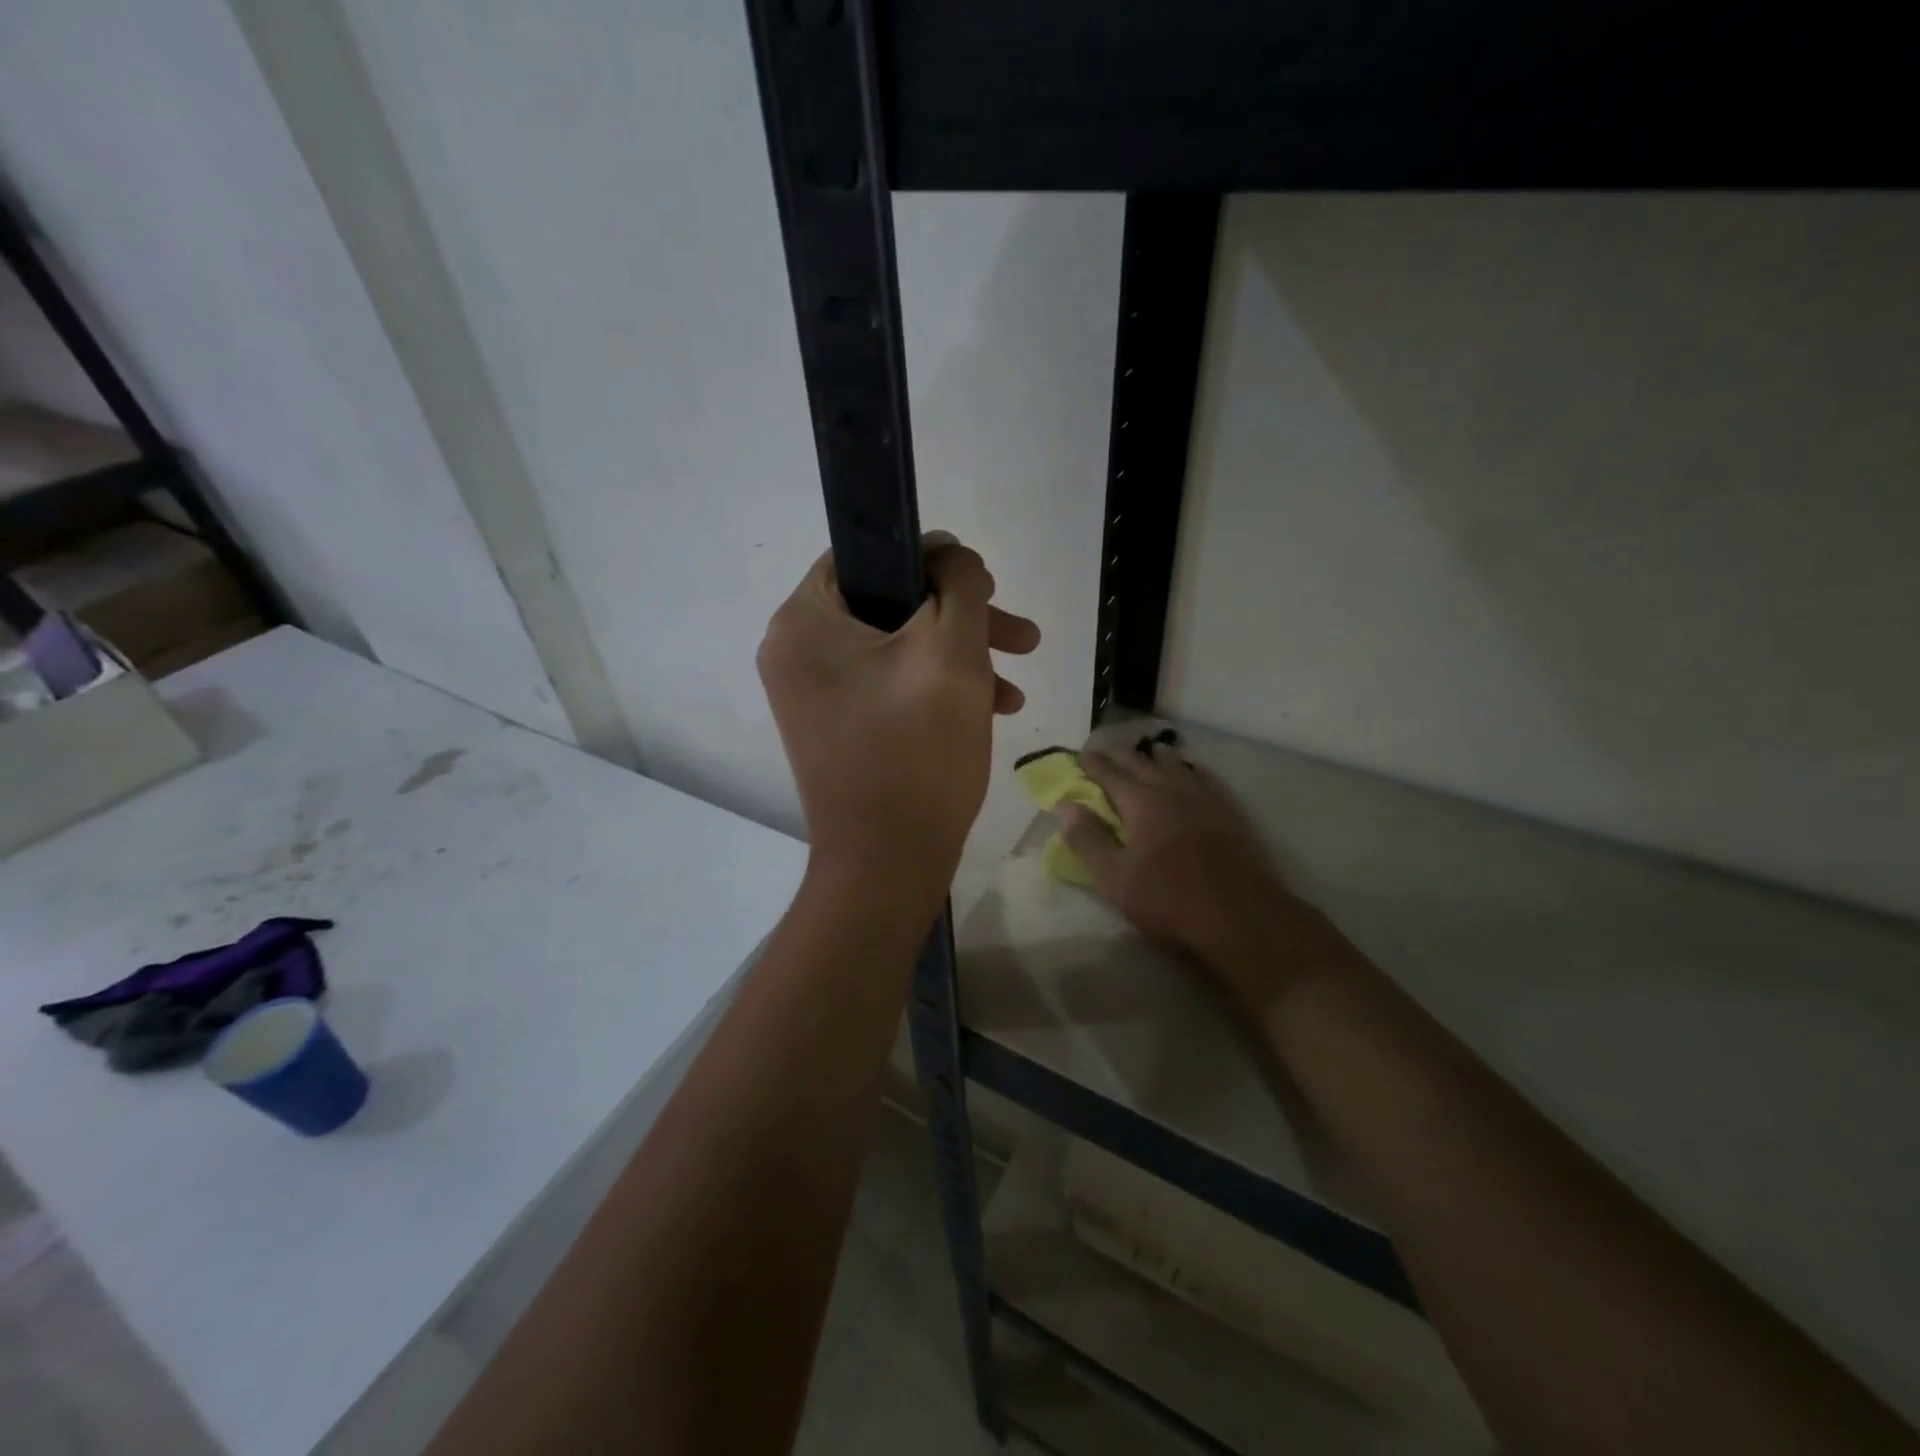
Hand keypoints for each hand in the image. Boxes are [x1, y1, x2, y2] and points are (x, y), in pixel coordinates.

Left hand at [758, 536, 1039, 913]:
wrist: (888, 865)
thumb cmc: (917, 754)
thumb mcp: (952, 654)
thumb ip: (959, 586)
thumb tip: (952, 556)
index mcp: (803, 622)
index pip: (867, 556)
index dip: (931, 560)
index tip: (983, 584)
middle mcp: (795, 652)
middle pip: (889, 606)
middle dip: (963, 619)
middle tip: (1021, 635)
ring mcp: (814, 694)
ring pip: (897, 648)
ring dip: (960, 657)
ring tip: (1018, 682)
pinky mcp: (836, 726)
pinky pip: (889, 686)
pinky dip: (936, 688)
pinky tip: (992, 709)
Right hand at [1059, 741, 1356, 1004]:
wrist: (1242, 917)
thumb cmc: (1169, 899)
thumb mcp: (1115, 877)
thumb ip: (1087, 839)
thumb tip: (1064, 805)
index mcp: (1142, 802)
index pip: (1110, 773)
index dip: (1092, 763)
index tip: (1080, 754)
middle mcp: (1173, 789)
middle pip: (1142, 762)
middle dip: (1121, 754)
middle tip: (1106, 750)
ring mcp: (1206, 798)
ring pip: (1177, 765)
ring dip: (1156, 757)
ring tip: (1148, 753)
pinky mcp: (1230, 812)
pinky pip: (1205, 778)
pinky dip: (1190, 770)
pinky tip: (1192, 774)